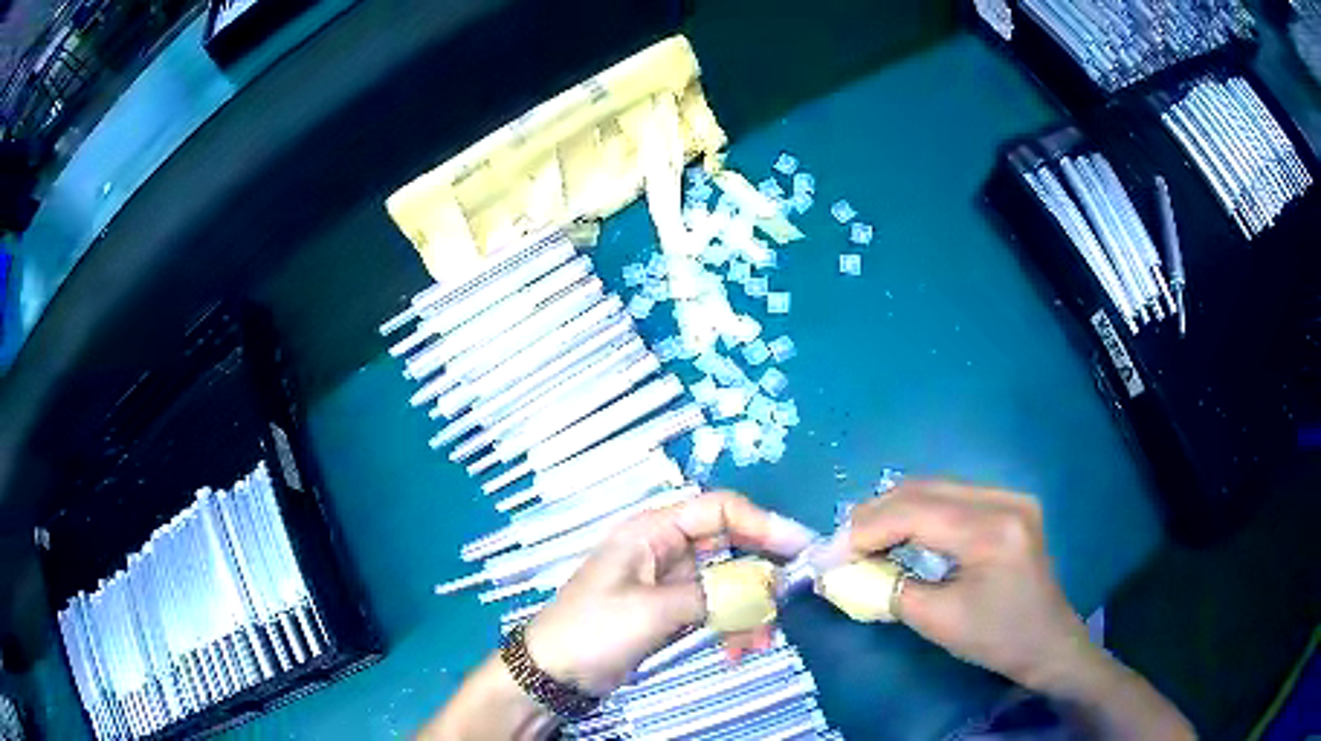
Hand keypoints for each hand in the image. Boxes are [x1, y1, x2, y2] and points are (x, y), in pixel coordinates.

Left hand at [523, 491, 814, 695]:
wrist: (554, 671)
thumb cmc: (594, 629)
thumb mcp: (653, 610)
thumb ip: (713, 595)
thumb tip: (766, 587)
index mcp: (654, 531)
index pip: (720, 510)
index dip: (764, 523)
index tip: (801, 547)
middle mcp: (667, 549)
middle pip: (731, 548)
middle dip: (761, 577)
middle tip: (786, 604)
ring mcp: (671, 583)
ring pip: (729, 585)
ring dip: (750, 611)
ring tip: (757, 643)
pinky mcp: (673, 611)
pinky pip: (716, 610)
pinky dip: (732, 628)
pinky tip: (737, 652)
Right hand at [842, 481, 1194, 738]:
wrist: (1048, 642)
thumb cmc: (997, 639)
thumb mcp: (938, 621)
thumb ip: (888, 589)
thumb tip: (844, 572)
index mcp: (992, 529)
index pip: (915, 512)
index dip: (865, 529)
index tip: (830, 553)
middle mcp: (1003, 498)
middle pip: (923, 489)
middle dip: (875, 515)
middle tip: (841, 545)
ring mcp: (1009, 496)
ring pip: (935, 487)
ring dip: (894, 510)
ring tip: (864, 540)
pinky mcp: (1008, 504)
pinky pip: (952, 496)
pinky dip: (918, 512)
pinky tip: (901, 533)